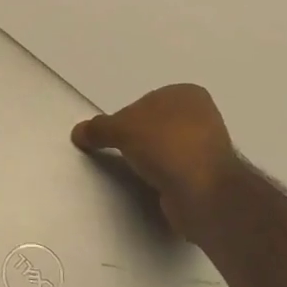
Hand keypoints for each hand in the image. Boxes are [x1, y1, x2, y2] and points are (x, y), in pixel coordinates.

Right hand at [71, 83, 243, 241]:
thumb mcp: (121, 129)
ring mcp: (208, 148)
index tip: (114, 135)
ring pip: (166, 150)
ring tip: (136, 173)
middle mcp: (202, 116)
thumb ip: (98, 128)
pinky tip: (152, 186)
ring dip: (152, 161)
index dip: (126, 117)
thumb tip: (78, 132)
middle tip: (121, 154)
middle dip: (139, 139)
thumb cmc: (165, 144)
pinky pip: (175, 173)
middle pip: (156, 125)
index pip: (146, 102)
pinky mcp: (208, 177)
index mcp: (188, 94)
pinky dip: (163, 178)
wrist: (202, 192)